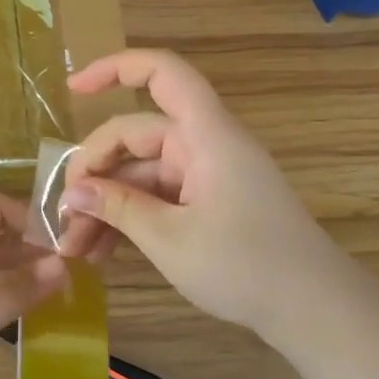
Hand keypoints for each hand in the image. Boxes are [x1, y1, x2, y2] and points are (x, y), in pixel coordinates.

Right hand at [57, 49, 350, 340]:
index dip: (114, 68)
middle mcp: (204, 145)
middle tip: (62, 218)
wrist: (315, 311)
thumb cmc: (246, 266)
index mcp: (205, 135)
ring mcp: (207, 175)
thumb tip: (72, 192)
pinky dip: (131, 217)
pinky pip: (159, 196)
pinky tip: (103, 251)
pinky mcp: (209, 203)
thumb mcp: (170, 239)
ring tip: (75, 248)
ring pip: (142, 172)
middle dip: (94, 172)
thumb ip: (117, 208)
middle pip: (136, 135)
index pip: (161, 73)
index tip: (72, 88)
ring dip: (107, 203)